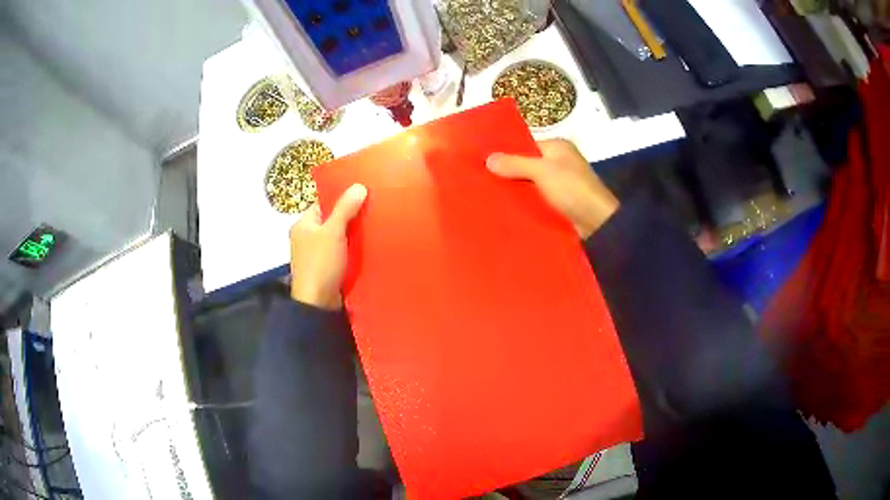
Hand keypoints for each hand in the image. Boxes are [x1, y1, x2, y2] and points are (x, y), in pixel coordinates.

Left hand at [289, 184, 367, 309]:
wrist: (318, 303)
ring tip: (375, 224)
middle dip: (350, 215)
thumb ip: (345, 209)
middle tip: (373, 208)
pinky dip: (352, 248)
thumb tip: (359, 186)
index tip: (362, 193)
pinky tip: (368, 245)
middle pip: (331, 220)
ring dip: (353, 233)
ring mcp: (316, 254)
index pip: (323, 203)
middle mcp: (307, 237)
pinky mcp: (326, 268)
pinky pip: (341, 251)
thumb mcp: (333, 232)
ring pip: (338, 237)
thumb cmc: (320, 264)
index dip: (341, 197)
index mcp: (303, 225)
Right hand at [487, 139, 619, 238]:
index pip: (526, 145)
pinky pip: (537, 199)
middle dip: (508, 173)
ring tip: (487, 195)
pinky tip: (505, 209)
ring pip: (530, 184)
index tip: (483, 161)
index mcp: (558, 148)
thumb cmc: (572, 189)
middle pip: (527, 165)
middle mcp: (559, 163)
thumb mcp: (542, 171)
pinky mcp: (559, 204)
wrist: (598, 222)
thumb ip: (515, 164)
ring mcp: (560, 185)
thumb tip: (488, 159)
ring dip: (515, 190)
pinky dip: (524, 203)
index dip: (507, 152)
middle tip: (481, 180)